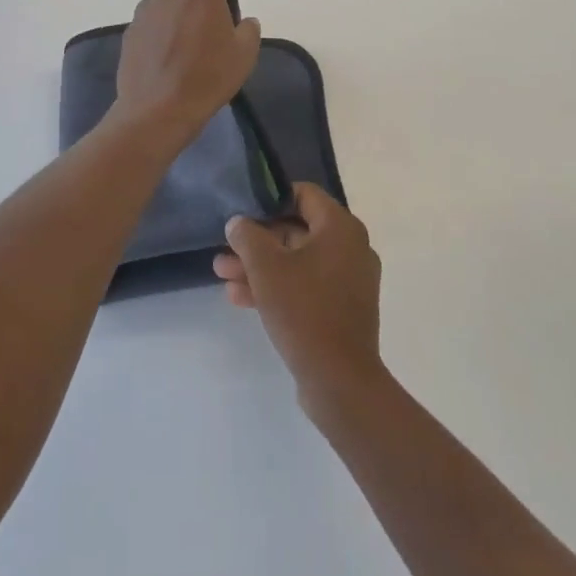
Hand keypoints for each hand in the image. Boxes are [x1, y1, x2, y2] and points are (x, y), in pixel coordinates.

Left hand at [112, 0, 261, 146]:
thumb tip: (242, 22)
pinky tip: (170, 59)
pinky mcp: (130, 31)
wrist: (157, 110)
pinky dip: (163, 29)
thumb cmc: (207, 77)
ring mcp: (145, 10)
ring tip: (191, 46)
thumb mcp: (244, 55)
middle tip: (214, 25)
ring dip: (181, 11)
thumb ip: (247, 29)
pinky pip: (153, 20)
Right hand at [215, 184, 384, 410]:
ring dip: (261, 267)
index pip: (304, 194)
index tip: (244, 211)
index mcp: (341, 227)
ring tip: (223, 275)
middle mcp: (351, 247)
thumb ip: (248, 236)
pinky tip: (240, 298)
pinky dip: (278, 287)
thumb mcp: (266, 267)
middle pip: (298, 230)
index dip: (271, 198)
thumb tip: (238, 222)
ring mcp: (350, 280)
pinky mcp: (343, 309)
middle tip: (225, 250)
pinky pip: (307, 286)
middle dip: (258, 241)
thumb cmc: (304, 310)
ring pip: (298, 262)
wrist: (340, 380)